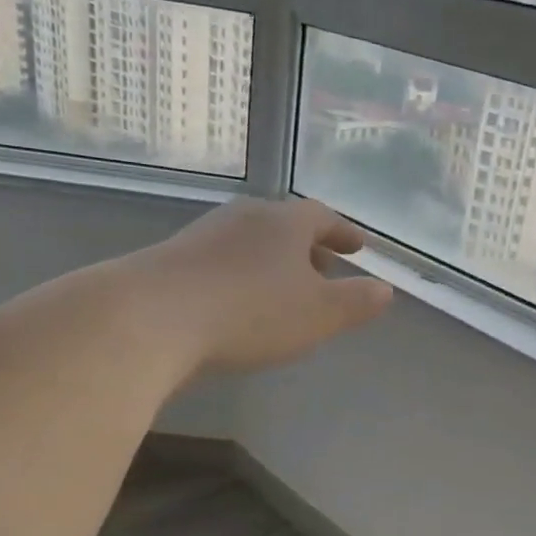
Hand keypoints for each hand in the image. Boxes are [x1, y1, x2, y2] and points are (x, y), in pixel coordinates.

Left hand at [135, 198, 393, 374]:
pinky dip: (241, 276)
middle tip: (325, 267)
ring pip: (251, 243)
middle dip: (309, 248)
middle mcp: (244, 218)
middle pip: (285, 227)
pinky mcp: (171, 260)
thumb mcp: (318, 314)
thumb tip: (385, 289)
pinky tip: (237, 304)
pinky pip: (221, 262)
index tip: (358, 246)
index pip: (322, 217)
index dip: (343, 232)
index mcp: (284, 222)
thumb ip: (355, 302)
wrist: (150, 318)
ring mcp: (203, 236)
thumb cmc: (250, 312)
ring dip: (273, 263)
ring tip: (283, 289)